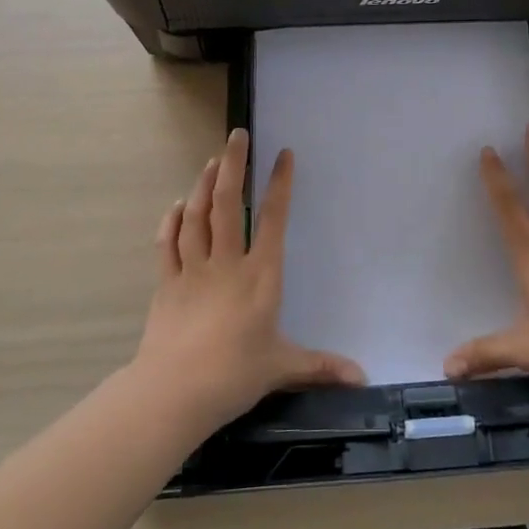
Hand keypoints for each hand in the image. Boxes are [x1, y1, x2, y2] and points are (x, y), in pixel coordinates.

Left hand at [131, 129, 364, 431]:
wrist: (174, 392)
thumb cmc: (234, 374)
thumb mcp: (283, 367)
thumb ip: (321, 366)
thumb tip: (362, 378)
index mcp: (259, 275)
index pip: (272, 219)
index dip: (279, 184)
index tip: (282, 155)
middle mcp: (227, 263)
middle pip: (227, 203)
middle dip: (232, 165)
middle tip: (236, 136)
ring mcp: (193, 270)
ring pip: (197, 216)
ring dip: (203, 185)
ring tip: (211, 162)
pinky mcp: (167, 284)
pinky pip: (168, 243)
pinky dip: (172, 220)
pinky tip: (177, 205)